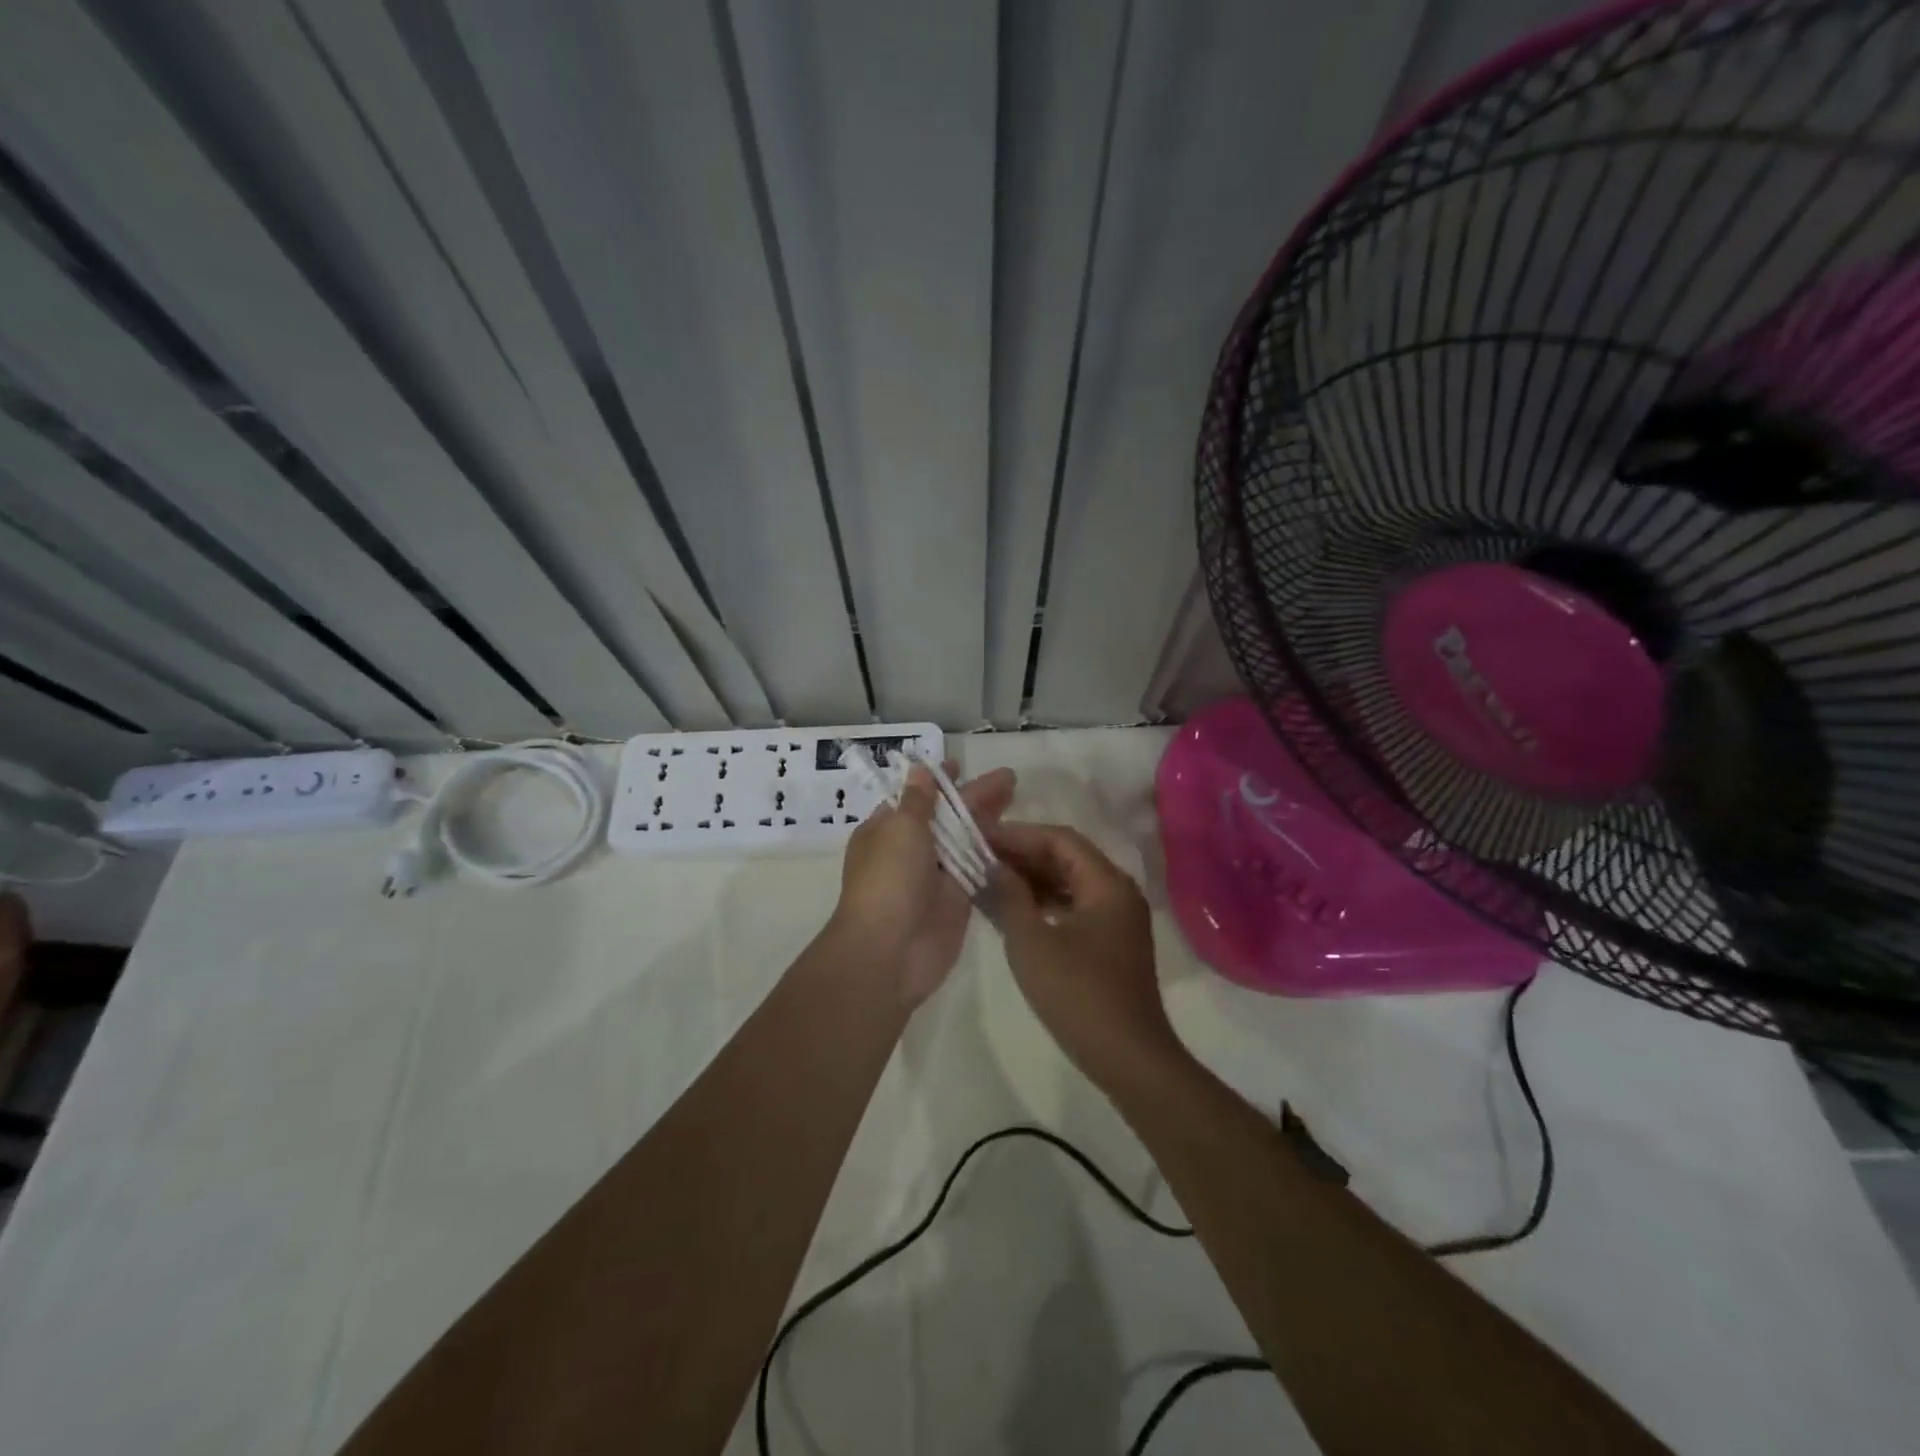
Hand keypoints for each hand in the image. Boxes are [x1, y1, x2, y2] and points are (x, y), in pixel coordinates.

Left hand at [830, 763, 1016, 1006]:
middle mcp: (909, 850)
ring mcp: (935, 876)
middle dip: (975, 797)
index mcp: (886, 829)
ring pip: (965, 841)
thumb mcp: (900, 829)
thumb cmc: (889, 880)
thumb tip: (919, 769)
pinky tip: (1018, 838)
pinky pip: (978, 869)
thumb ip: (918, 800)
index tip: (960, 764)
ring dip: (989, 821)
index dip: (938, 781)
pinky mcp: (958, 900)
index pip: (916, 797)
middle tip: (1009, 778)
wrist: (890, 951)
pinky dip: (994, 853)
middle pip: (947, 816)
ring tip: (1017, 797)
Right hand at [986, 822, 1183, 1087]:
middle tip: (980, 856)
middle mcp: (1118, 892)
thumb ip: (1010, 896)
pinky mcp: (1112, 942)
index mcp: (1107, 883)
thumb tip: (994, 866)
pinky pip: (1075, 907)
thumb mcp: (1032, 942)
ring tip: (990, 878)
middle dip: (1023, 855)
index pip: (1059, 839)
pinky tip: (1015, 909)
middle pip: (1067, 858)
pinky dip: (1046, 903)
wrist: (1128, 1057)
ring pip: (1071, 883)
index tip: (981, 837)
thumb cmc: (1078, 994)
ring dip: (1033, 879)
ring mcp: (1118, 918)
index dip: (1018, 834)